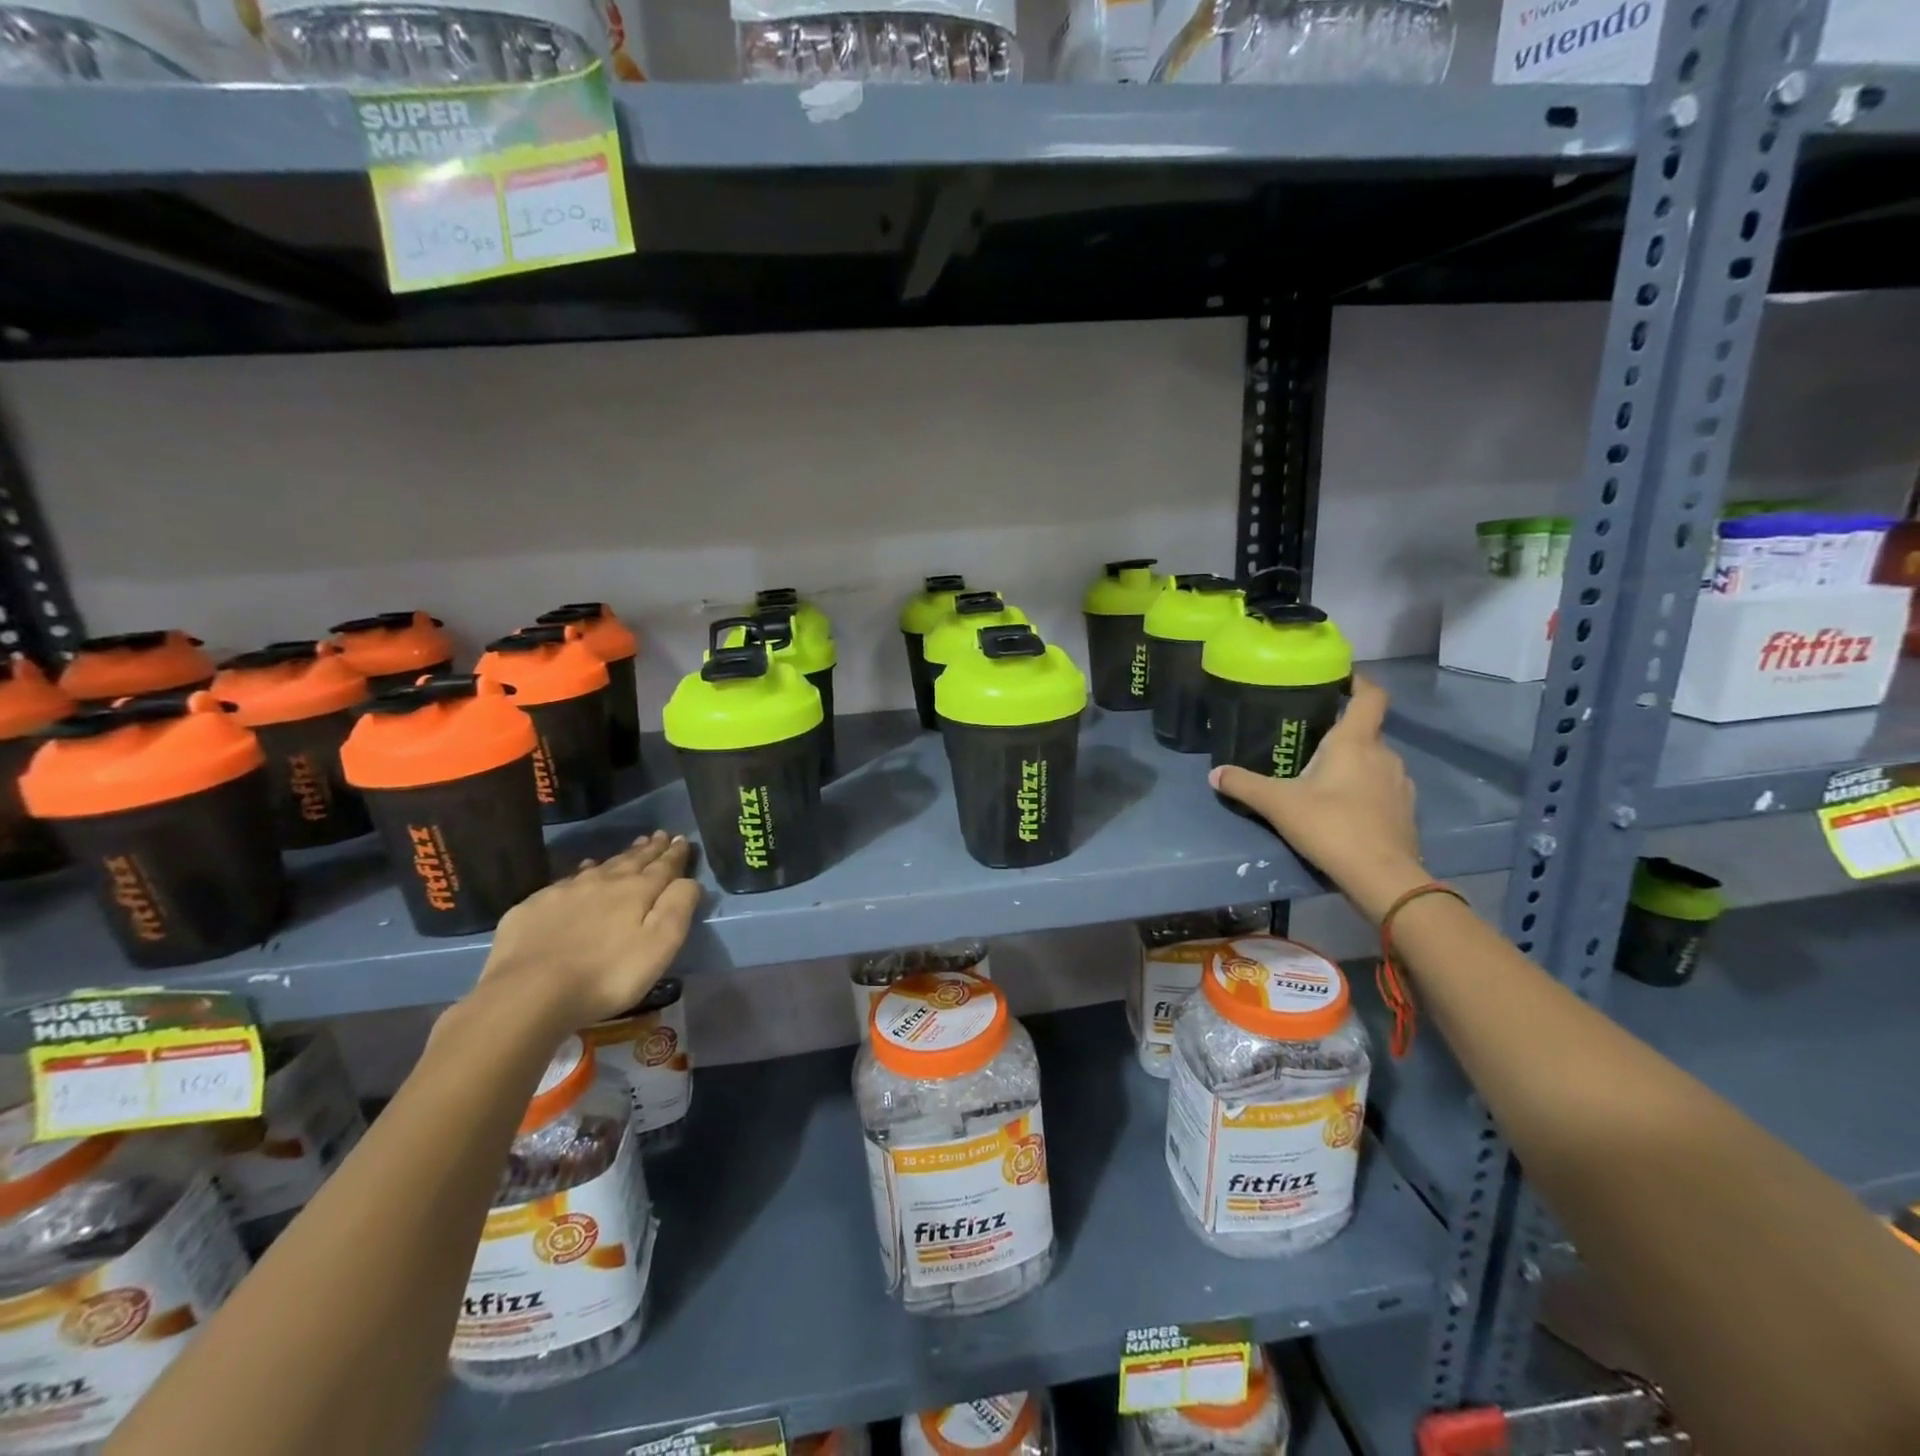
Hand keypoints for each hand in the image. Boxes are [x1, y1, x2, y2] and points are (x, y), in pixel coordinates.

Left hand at [479, 832, 700, 1030]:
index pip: (663, 867)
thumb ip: (678, 908)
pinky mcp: (534, 907)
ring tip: (631, 848)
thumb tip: (689, 880)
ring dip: (619, 857)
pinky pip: (567, 881)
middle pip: (632, 861)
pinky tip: (582, 872)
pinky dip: (581, 872)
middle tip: (660, 836)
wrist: (529, 992)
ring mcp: (565, 892)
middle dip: (650, 849)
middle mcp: (603, 882)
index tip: (683, 840)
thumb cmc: (607, 974)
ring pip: (600, 866)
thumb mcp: (660, 945)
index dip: (675, 854)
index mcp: (637, 891)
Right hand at [1208, 673, 1427, 921]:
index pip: (1371, 696)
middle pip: (1366, 731)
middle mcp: (1384, 755)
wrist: (1382, 877)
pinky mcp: (1404, 811)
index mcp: (1356, 742)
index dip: (1359, 681)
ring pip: (1374, 761)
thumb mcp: (1278, 804)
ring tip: (1322, 776)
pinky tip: (1342, 807)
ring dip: (1353, 763)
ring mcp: (1400, 784)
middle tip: (1308, 739)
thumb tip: (1214, 773)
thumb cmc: (1331, 826)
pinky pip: (1382, 787)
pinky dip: (1364, 788)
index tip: (1340, 678)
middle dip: (1340, 732)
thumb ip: (1244, 785)